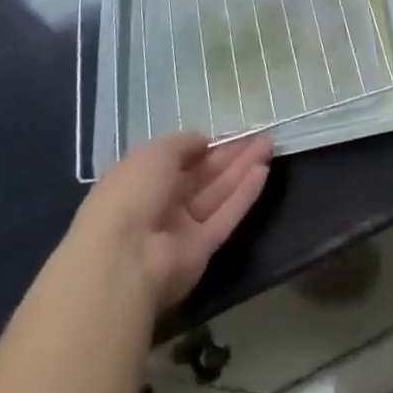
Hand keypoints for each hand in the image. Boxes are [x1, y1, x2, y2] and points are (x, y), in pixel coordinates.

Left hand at [72, 132, 273, 315]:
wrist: (124, 259)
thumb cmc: (132, 193)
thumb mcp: (154, 153)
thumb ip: (183, 143)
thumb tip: (203, 142)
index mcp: (141, 180)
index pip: (178, 160)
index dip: (204, 146)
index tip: (230, 133)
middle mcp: (162, 204)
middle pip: (203, 176)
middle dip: (231, 155)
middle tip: (260, 136)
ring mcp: (182, 229)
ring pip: (217, 194)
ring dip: (242, 169)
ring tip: (269, 145)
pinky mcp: (201, 250)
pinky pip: (225, 217)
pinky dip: (244, 195)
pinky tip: (263, 172)